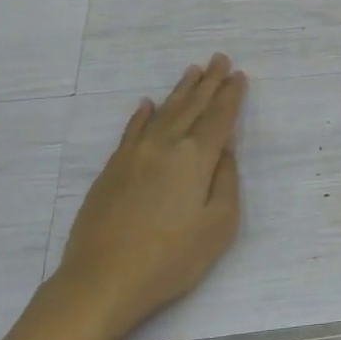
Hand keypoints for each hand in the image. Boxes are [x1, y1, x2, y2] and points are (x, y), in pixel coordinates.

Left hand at [50, 53, 247, 339]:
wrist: (101, 281)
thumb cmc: (170, 259)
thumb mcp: (218, 226)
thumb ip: (226, 183)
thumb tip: (224, 153)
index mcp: (194, 159)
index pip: (219, 118)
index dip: (231, 96)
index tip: (239, 75)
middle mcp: (164, 146)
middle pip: (191, 107)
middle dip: (209, 82)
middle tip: (219, 58)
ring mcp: (134, 155)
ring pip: (162, 112)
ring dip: (180, 91)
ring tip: (193, 71)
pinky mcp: (112, 170)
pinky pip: (131, 131)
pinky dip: (142, 115)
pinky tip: (147, 105)